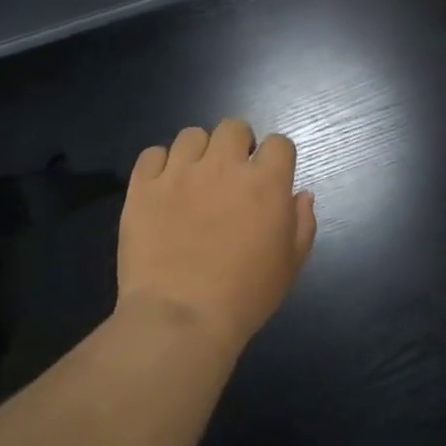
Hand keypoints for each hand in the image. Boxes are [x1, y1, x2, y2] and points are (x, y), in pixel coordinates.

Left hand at [118, 120, 316, 351]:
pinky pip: (152, 154)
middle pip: (233, 127)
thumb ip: (302, 222)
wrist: (181, 317)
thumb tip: (301, 194)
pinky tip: (163, 187)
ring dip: (199, 152)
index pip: (279, 143)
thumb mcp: (291, 264)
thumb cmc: (246, 295)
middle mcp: (223, 166)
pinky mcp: (143, 187)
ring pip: (191, 135)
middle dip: (237, 144)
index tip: (270, 177)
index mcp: (265, 183)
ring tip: (195, 179)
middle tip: (232, 175)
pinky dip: (160, 165)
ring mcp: (179, 173)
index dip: (276, 158)